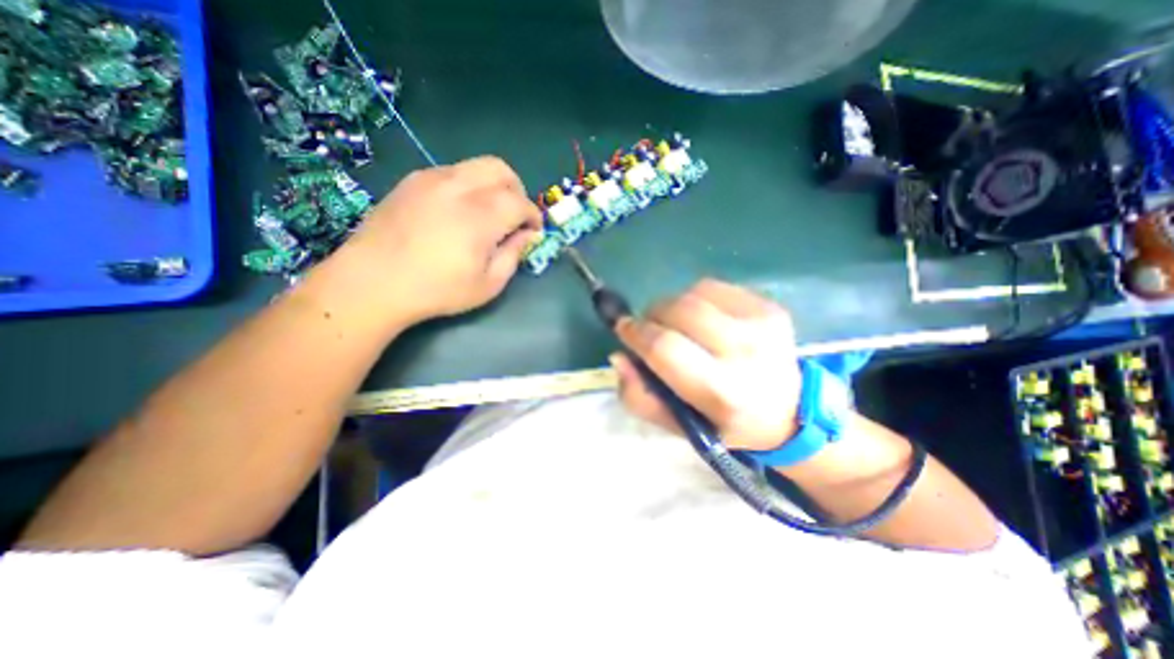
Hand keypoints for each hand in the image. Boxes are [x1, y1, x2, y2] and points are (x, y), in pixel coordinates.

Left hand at [328, 155, 542, 323]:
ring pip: (475, 166)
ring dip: (492, 186)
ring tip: (487, 213)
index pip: (520, 202)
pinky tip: (458, 211)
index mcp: (481, 216)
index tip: (533, 231)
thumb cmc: (437, 290)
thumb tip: (528, 235)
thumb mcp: (488, 284)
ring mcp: (431, 178)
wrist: (373, 282)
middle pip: (501, 169)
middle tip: (514, 216)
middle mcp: (458, 187)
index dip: (533, 216)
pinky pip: (452, 171)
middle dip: (517, 190)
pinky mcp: (412, 180)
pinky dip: (467, 186)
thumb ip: (513, 255)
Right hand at [609, 278, 801, 451]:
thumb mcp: (678, 425)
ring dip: (672, 306)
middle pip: (679, 310)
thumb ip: (640, 397)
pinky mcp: (769, 305)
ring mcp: (762, 323)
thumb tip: (619, 356)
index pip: (665, 347)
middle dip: (651, 315)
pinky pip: (713, 286)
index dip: (636, 333)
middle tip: (648, 328)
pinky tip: (700, 317)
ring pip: (693, 293)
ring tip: (675, 325)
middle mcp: (746, 352)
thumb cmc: (724, 423)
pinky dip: (694, 297)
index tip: (623, 329)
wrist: (789, 412)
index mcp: (722, 392)